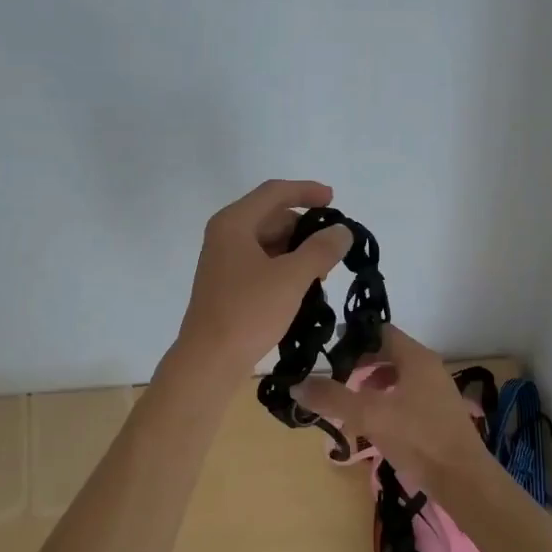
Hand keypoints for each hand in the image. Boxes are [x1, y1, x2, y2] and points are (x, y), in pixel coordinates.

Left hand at [174, 180, 352, 377]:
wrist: (209, 360)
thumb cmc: (248, 311)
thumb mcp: (291, 278)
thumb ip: (320, 249)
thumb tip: (342, 231)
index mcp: (234, 223)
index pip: (274, 192)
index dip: (306, 191)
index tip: (334, 201)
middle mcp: (225, 235)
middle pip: (271, 216)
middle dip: (304, 227)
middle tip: (334, 246)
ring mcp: (224, 261)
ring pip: (268, 242)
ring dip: (297, 250)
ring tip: (323, 271)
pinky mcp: (227, 285)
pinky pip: (261, 263)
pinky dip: (284, 267)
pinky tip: (304, 287)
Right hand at [291, 324, 489, 491]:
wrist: (464, 480)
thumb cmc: (418, 438)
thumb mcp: (369, 415)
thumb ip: (332, 398)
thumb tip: (297, 385)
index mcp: (416, 358)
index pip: (380, 331)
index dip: (353, 338)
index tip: (328, 354)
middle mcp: (428, 368)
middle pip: (386, 354)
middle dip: (358, 366)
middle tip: (333, 381)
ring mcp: (435, 392)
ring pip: (394, 378)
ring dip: (369, 387)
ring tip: (349, 406)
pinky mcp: (436, 415)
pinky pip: (403, 398)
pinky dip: (383, 404)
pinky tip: (371, 426)